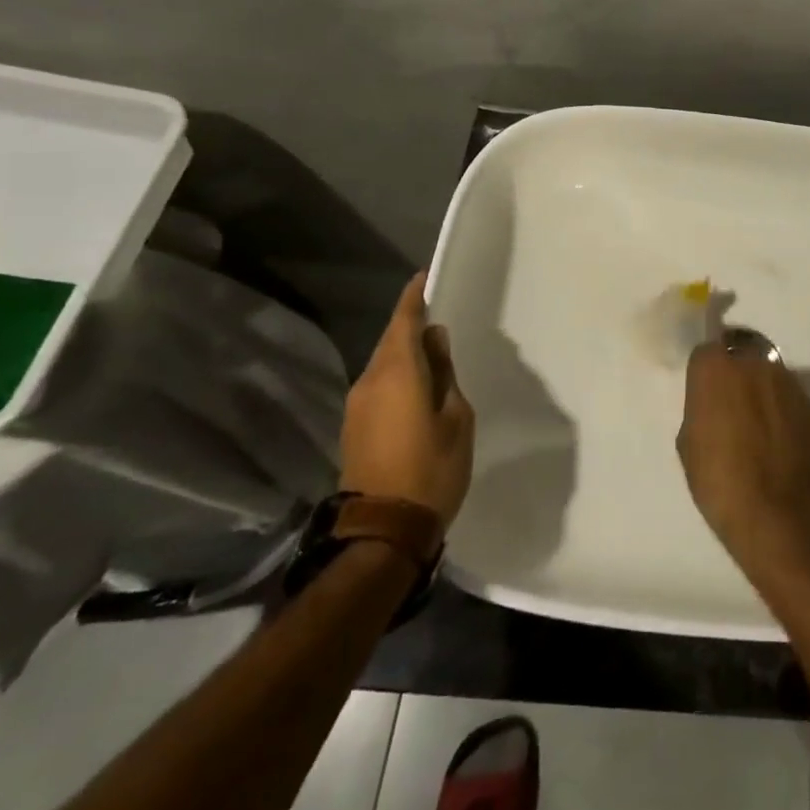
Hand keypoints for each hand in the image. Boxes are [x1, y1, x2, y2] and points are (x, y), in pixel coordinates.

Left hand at [340, 272, 474, 525]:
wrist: (382, 532)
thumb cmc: (431, 469)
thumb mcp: (456, 417)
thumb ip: (444, 373)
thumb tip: (434, 341)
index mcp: (397, 372)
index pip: (403, 321)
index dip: (413, 297)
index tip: (424, 278)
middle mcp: (369, 381)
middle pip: (390, 341)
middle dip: (411, 327)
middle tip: (439, 322)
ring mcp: (356, 405)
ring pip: (383, 364)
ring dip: (405, 355)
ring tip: (434, 356)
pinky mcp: (353, 427)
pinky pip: (378, 386)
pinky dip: (397, 376)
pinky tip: (416, 387)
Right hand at [676, 342, 809, 580]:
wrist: (781, 515)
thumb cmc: (721, 482)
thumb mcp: (689, 446)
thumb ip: (700, 410)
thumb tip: (712, 404)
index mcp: (715, 369)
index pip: (705, 352)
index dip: (704, 373)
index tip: (703, 394)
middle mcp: (753, 363)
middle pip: (739, 356)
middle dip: (734, 375)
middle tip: (730, 408)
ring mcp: (787, 381)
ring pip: (767, 374)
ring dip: (760, 390)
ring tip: (757, 427)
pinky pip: (788, 398)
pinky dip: (782, 411)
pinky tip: (778, 441)